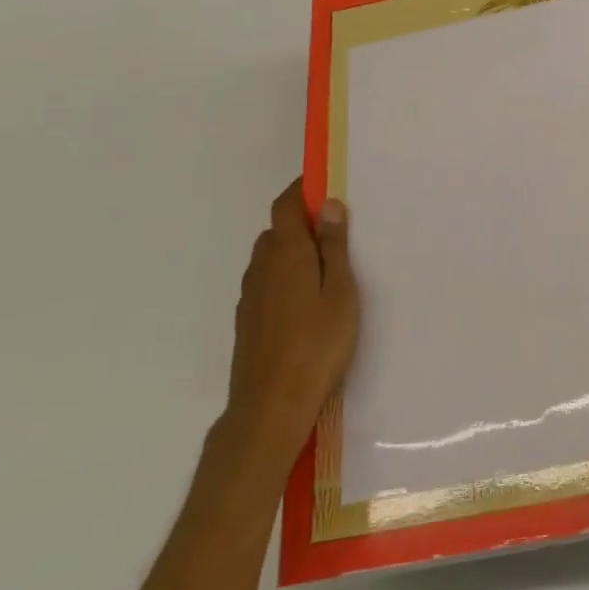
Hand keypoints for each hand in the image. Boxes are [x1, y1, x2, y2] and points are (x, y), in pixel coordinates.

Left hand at [225, 179, 358, 459]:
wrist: (270, 407)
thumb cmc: (317, 344)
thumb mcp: (340, 292)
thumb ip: (333, 247)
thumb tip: (329, 205)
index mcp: (286, 253)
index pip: (286, 205)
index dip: (303, 189)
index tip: (327, 183)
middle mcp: (261, 267)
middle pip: (277, 230)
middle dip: (302, 221)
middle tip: (338, 229)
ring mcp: (250, 296)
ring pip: (270, 258)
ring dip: (293, 250)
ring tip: (327, 265)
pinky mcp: (248, 321)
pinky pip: (267, 282)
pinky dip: (285, 276)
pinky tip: (307, 300)